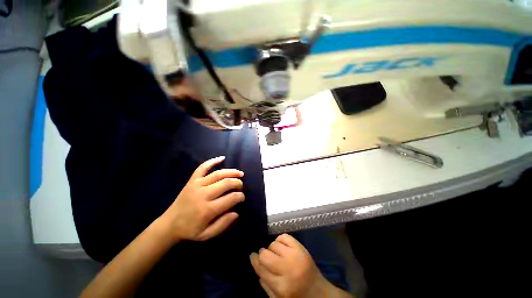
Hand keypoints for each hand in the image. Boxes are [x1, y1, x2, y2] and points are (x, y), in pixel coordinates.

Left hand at [159, 156, 243, 241]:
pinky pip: (203, 167)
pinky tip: (222, 158)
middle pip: (226, 183)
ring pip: (218, 174)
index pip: (231, 198)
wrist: (169, 224)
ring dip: (231, 172)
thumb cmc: (190, 230)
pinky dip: (213, 161)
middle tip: (241, 186)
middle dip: (238, 183)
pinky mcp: (192, 180)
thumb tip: (236, 212)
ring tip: (240, 173)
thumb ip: (223, 224)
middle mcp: (203, 194)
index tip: (242, 198)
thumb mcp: (207, 235)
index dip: (240, 196)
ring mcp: (197, 185)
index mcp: (208, 209)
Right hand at [250, 234, 332, 297]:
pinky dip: (280, 240)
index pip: (261, 268)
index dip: (254, 260)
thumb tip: (257, 265)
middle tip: (265, 256)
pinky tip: (283, 247)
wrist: (319, 293)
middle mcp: (288, 269)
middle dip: (262, 254)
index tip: (252, 255)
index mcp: (281, 286)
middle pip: (266, 254)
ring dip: (272, 248)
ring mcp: (295, 256)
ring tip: (277, 254)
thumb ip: (265, 285)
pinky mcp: (300, 247)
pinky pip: (284, 236)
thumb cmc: (297, 297)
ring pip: (274, 244)